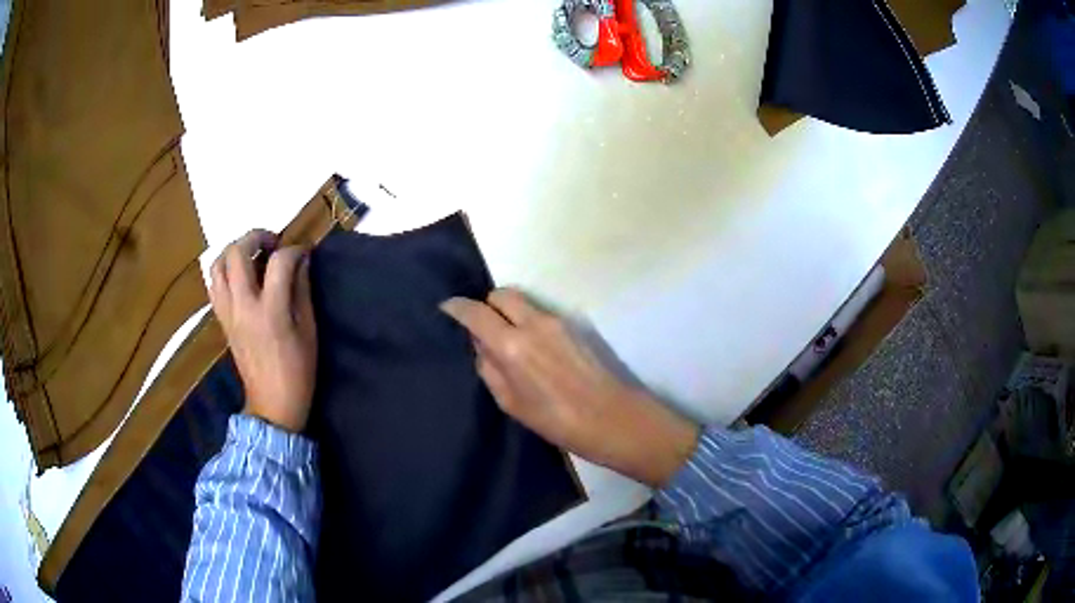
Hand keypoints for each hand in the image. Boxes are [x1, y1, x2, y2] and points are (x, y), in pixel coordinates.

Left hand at [210, 230, 316, 432]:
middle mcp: (243, 306)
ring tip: (252, 254)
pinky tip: (239, 275)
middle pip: (237, 253)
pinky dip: (224, 270)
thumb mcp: (308, 331)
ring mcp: (227, 313)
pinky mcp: (221, 320)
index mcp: (271, 311)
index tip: (303, 253)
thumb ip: (302, 290)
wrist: (272, 405)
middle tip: (272, 242)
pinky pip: (214, 284)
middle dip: (256, 237)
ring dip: (234, 251)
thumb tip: (300, 261)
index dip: (294, 250)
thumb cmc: (298, 371)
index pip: (278, 262)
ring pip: (217, 265)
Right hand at [441, 289, 698, 486]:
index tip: (446, 309)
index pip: (475, 312)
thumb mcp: (512, 404)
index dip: (456, 307)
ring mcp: (557, 321)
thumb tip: (481, 345)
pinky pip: (539, 313)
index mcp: (512, 346)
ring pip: (522, 301)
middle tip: (482, 328)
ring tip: (508, 341)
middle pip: (501, 294)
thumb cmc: (558, 421)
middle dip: (486, 305)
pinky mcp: (574, 326)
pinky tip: (532, 348)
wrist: (614, 418)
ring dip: (508, 312)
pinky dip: (526, 320)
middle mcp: (533, 323)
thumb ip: (490, 369)